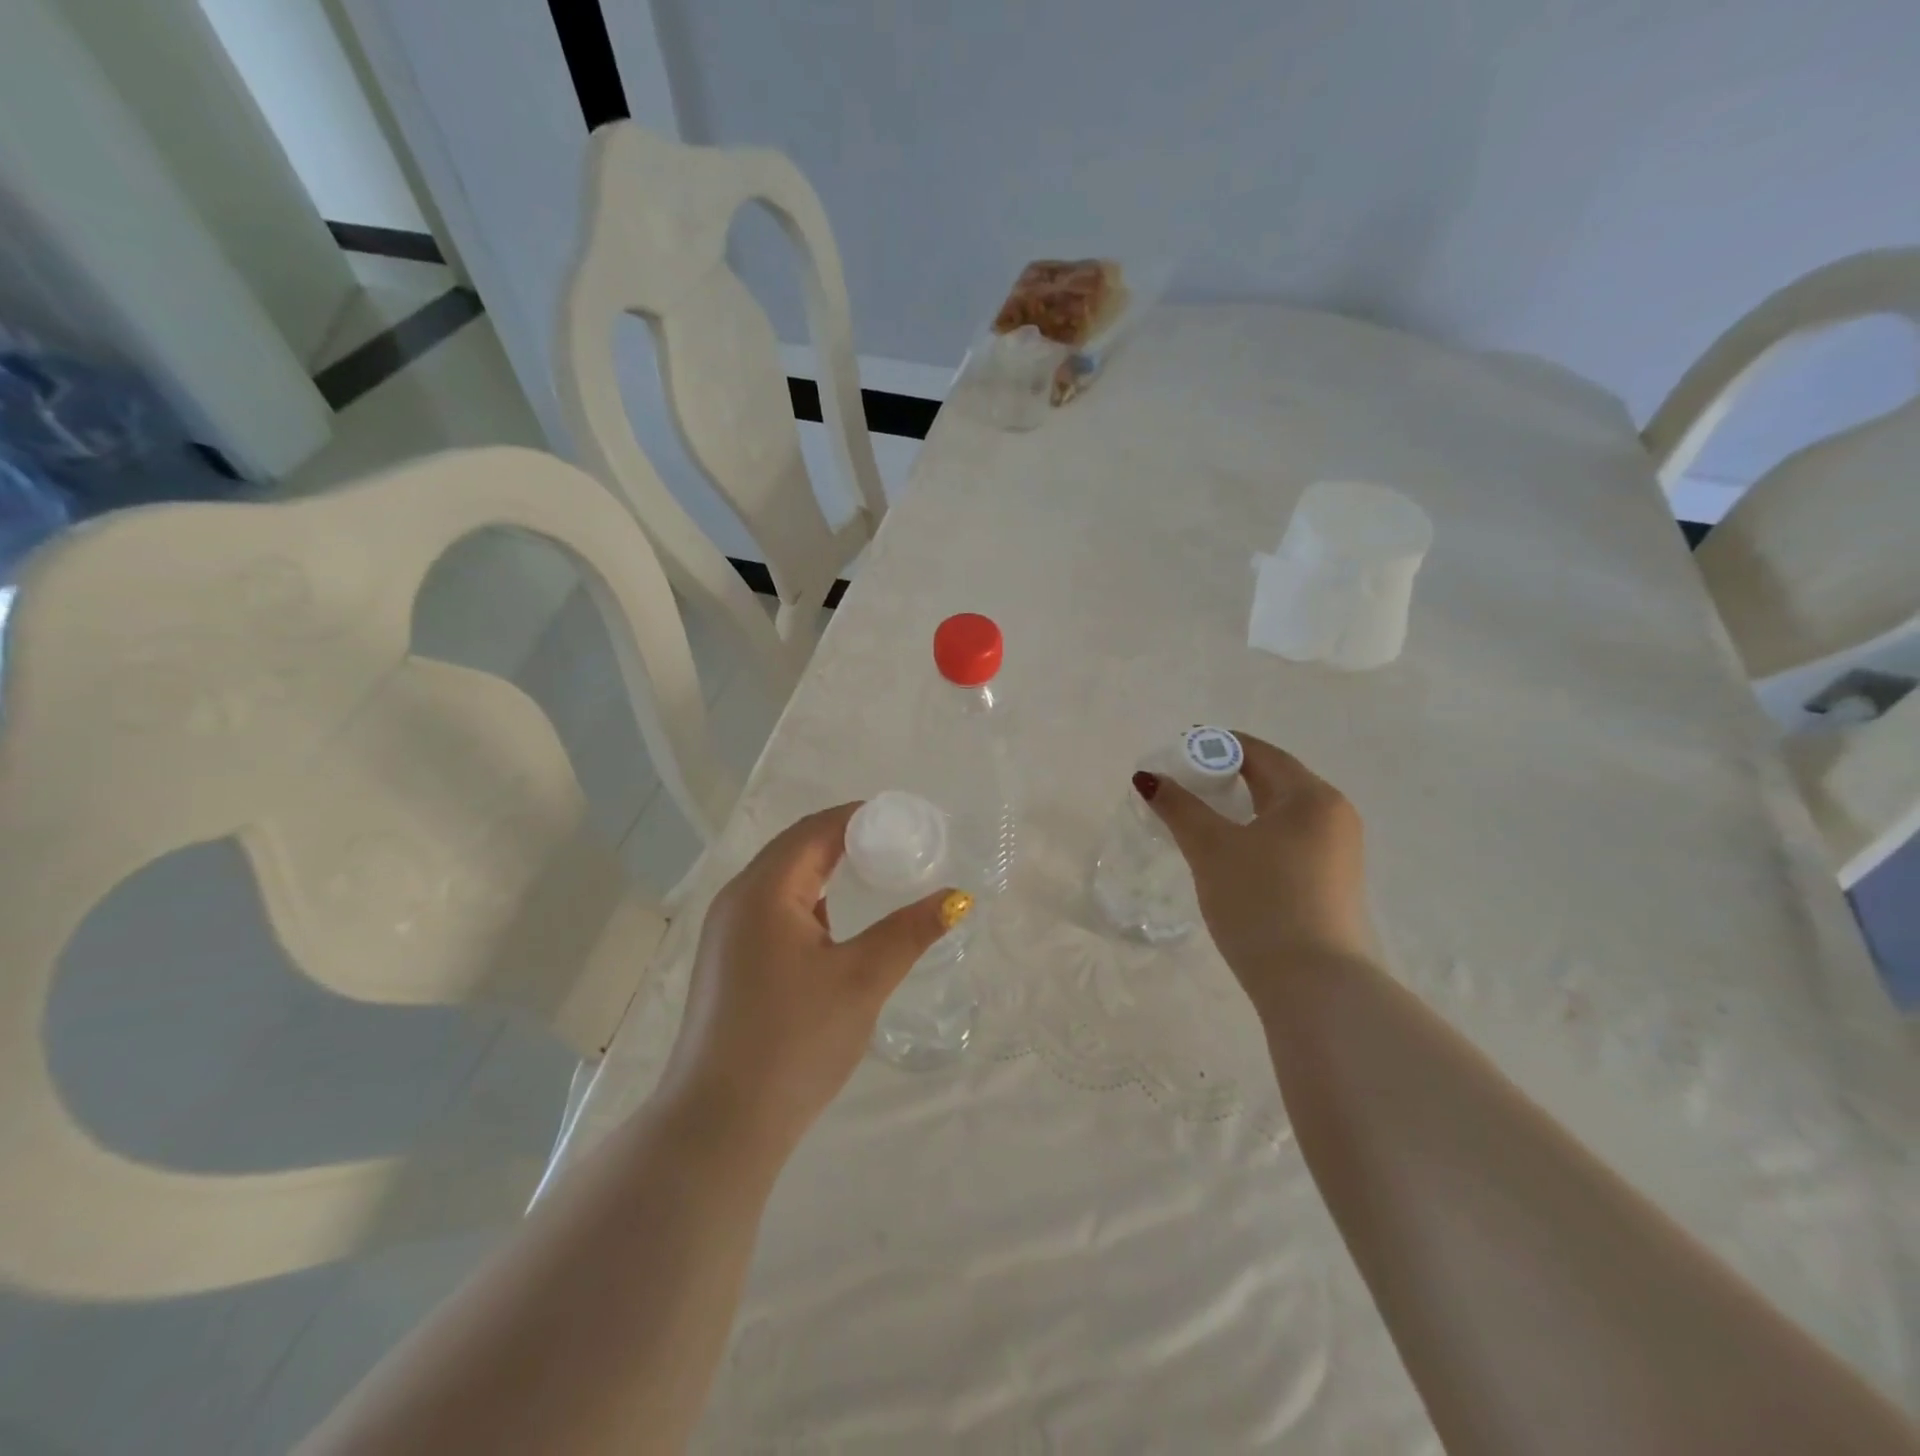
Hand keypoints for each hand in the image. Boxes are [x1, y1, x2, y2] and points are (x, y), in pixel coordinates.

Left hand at [658, 803, 963, 1155]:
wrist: (719, 1126)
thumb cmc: (793, 1041)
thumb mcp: (862, 980)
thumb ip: (910, 931)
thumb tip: (958, 897)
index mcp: (764, 890)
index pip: (815, 830)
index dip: (860, 817)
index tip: (905, 821)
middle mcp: (737, 900)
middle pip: (795, 849)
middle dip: (845, 839)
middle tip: (897, 846)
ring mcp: (725, 933)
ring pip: (781, 881)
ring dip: (824, 870)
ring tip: (873, 876)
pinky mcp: (726, 962)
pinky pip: (771, 910)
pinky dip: (807, 901)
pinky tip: (834, 924)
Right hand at [1138, 732, 1371, 1011]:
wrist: (1314, 985)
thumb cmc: (1261, 901)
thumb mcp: (1211, 848)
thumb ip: (1178, 807)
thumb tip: (1147, 777)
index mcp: (1311, 796)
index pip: (1259, 753)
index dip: (1215, 747)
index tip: (1177, 754)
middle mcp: (1333, 815)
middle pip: (1272, 780)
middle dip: (1225, 778)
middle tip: (1181, 786)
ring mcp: (1337, 851)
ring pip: (1279, 814)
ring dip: (1239, 808)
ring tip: (1198, 817)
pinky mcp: (1331, 883)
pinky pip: (1288, 840)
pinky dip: (1255, 834)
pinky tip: (1229, 852)